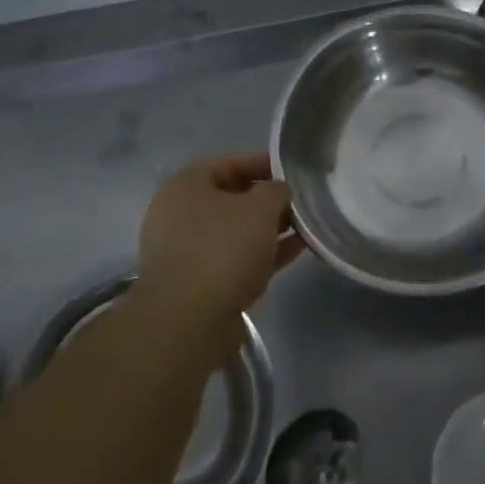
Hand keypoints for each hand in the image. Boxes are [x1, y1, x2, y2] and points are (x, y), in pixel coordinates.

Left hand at [135, 153, 302, 327]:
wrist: (188, 321)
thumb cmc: (223, 249)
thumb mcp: (259, 209)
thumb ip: (276, 191)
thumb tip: (279, 191)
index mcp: (185, 185)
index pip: (228, 162)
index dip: (263, 164)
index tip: (294, 172)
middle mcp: (179, 213)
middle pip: (232, 198)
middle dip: (268, 200)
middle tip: (302, 203)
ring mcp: (186, 250)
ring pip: (235, 231)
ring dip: (268, 229)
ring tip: (305, 228)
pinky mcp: (196, 283)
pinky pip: (234, 258)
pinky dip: (261, 253)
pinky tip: (294, 252)